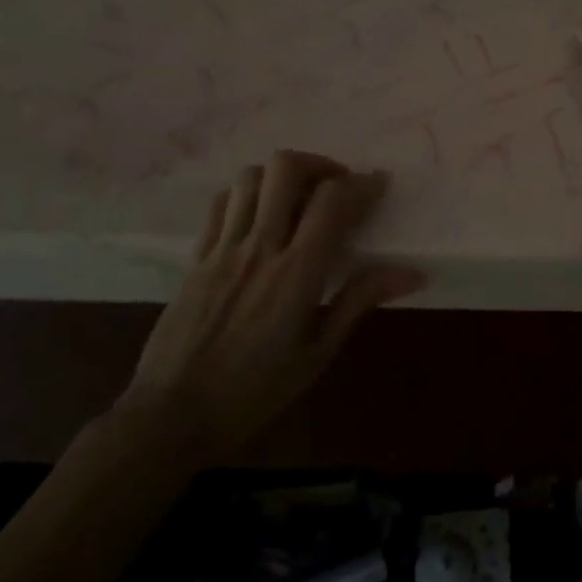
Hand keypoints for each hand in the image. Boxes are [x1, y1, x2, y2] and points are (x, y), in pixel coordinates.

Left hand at [117, 151, 423, 468]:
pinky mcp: (196, 257)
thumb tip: (410, 272)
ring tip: (297, 198)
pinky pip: (220, 203)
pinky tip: (258, 216)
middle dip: (318, 165)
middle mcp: (259, 247)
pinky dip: (245, 195)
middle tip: (334, 187)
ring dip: (280, 177)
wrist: (171, 416)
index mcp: (297, 272)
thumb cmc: (254, 391)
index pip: (332, 201)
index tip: (378, 185)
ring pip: (250, 178)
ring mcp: (222, 248)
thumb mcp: (317, 353)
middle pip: (285, 169)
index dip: (361, 184)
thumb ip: (358, 301)